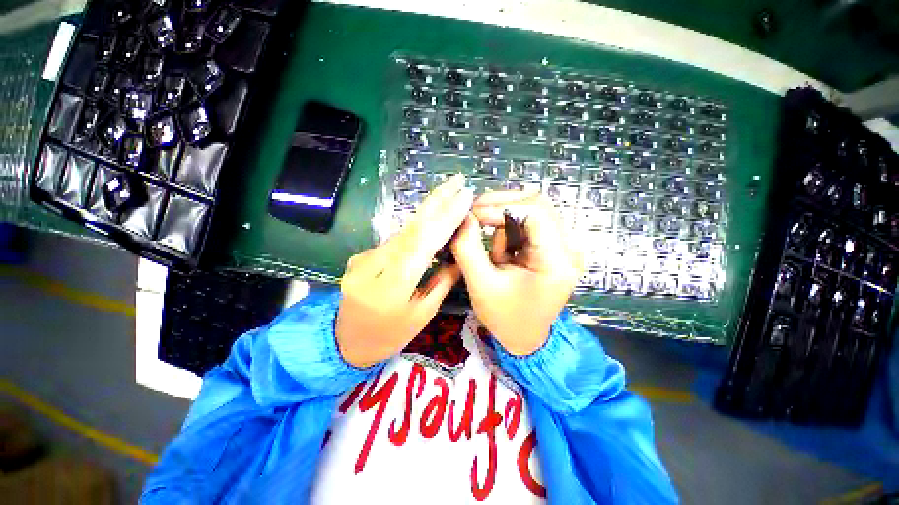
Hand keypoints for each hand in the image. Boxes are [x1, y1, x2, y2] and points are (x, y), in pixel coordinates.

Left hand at [336, 174, 473, 367]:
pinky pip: (395, 239)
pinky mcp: (361, 256)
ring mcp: (363, 259)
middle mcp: (373, 266)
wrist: (345, 342)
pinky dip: (415, 227)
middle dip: (436, 200)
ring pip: (403, 231)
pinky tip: (430, 216)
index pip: (422, 244)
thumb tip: (459, 257)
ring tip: (449, 193)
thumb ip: (442, 283)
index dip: (445, 218)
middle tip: (457, 180)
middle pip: (410, 228)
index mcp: (391, 288)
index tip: (465, 197)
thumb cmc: (389, 336)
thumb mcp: (422, 315)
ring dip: (427, 210)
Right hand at [450, 192, 582, 355]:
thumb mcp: (481, 285)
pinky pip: (530, 222)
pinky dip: (509, 228)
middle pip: (536, 204)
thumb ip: (468, 248)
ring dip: (504, 221)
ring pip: (532, 209)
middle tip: (474, 216)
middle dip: (501, 206)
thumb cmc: (505, 317)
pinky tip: (502, 253)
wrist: (525, 338)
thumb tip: (463, 216)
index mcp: (556, 262)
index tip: (473, 214)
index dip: (502, 206)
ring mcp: (564, 246)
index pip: (535, 212)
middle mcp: (568, 248)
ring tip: (493, 253)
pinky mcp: (554, 246)